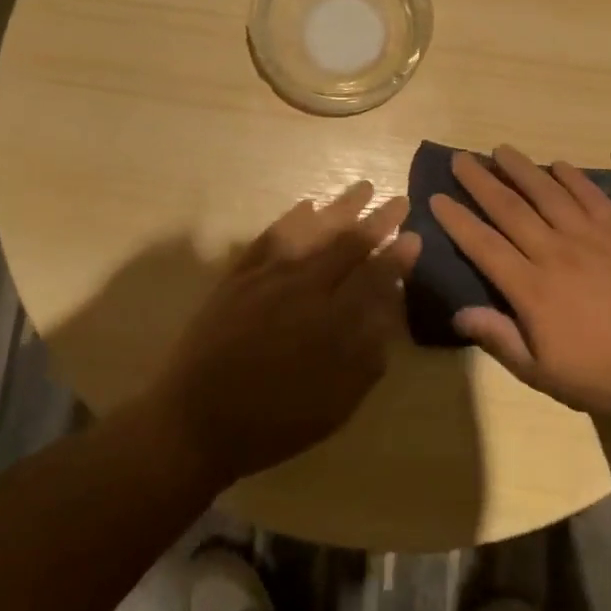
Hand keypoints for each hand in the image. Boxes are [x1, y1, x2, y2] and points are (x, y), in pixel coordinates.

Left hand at [150, 181, 420, 486]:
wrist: (196, 420)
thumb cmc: (273, 421)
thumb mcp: (334, 404)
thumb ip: (366, 355)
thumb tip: (388, 312)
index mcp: (331, 321)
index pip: (374, 276)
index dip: (397, 256)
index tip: (415, 237)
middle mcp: (303, 287)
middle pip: (347, 244)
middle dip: (377, 220)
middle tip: (399, 200)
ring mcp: (267, 276)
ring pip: (311, 231)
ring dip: (340, 208)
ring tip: (362, 189)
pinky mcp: (238, 275)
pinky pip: (270, 236)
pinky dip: (291, 218)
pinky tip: (306, 206)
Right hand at [430, 145, 610, 417]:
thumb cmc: (604, 374)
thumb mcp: (543, 373)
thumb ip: (500, 339)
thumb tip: (459, 313)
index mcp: (531, 288)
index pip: (483, 245)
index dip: (457, 220)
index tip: (437, 197)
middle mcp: (554, 253)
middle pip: (509, 209)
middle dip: (480, 182)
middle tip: (460, 159)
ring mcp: (590, 238)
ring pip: (547, 194)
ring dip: (521, 169)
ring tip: (501, 150)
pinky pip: (592, 197)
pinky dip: (573, 178)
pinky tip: (558, 165)